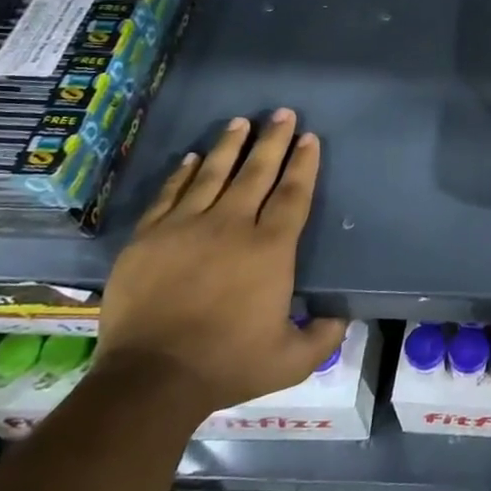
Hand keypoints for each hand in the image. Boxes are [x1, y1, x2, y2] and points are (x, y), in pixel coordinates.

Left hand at [95, 111, 345, 417]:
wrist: (150, 378)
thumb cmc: (228, 364)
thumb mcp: (291, 360)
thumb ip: (322, 336)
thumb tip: (342, 318)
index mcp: (269, 249)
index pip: (292, 194)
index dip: (303, 164)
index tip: (309, 138)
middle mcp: (231, 226)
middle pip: (256, 172)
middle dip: (273, 140)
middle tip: (282, 113)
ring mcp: (186, 228)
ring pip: (212, 174)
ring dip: (229, 146)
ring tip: (241, 122)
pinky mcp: (149, 238)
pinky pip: (169, 195)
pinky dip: (181, 174)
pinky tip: (190, 158)